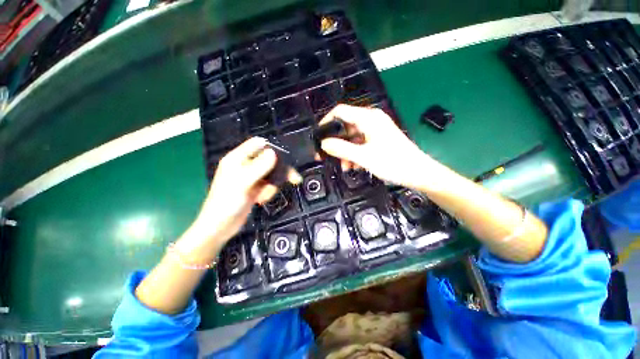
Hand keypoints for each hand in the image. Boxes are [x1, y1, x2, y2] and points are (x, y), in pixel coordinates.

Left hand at [190, 137, 299, 247]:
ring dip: (272, 185)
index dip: (272, 148)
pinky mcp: (255, 187)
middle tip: (294, 178)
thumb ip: (259, 167)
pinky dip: (269, 192)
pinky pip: (268, 184)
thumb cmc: (227, 203)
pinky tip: (261, 200)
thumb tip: (273, 152)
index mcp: (237, 158)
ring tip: (264, 197)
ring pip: (271, 174)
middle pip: (269, 160)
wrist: (220, 227)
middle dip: (279, 171)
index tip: (285, 159)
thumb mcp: (243, 183)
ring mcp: (251, 177)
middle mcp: (245, 165)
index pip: (258, 144)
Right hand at [319, 104, 433, 187]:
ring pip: (352, 138)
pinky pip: (360, 144)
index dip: (327, 122)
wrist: (418, 173)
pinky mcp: (378, 140)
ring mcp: (375, 131)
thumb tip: (324, 144)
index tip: (318, 136)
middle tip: (327, 156)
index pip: (340, 111)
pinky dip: (354, 154)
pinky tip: (353, 166)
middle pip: (346, 126)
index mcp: (368, 118)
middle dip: (336, 142)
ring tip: (344, 166)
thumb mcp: (363, 156)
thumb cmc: (392, 163)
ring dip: (345, 151)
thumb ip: (341, 148)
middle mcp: (371, 121)